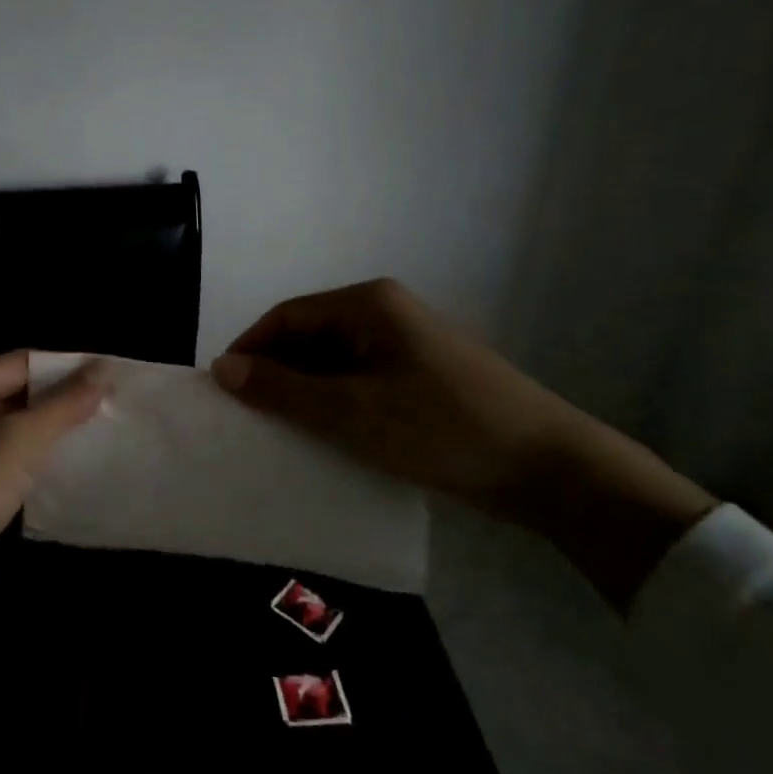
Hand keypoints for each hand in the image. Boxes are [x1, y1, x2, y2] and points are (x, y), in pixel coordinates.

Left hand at [0, 352, 108, 712]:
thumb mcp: (20, 440)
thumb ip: (64, 404)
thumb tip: (104, 367)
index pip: (24, 363)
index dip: (67, 366)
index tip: (112, 375)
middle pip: (21, 396)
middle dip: (64, 401)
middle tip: (115, 406)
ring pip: (19, 435)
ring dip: (55, 435)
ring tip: (105, 436)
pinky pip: (14, 469)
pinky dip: (42, 467)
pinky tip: (74, 474)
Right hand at [209, 278, 577, 514]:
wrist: (550, 469)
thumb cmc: (442, 429)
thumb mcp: (351, 411)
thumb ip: (282, 389)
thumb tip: (221, 368)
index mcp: (367, 304)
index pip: (286, 316)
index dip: (250, 350)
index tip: (224, 391)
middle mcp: (384, 313)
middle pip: (309, 336)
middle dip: (276, 374)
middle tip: (250, 418)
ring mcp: (405, 344)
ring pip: (334, 361)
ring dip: (305, 392)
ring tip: (282, 431)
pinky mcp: (420, 376)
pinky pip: (359, 380)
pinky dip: (335, 403)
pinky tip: (327, 435)